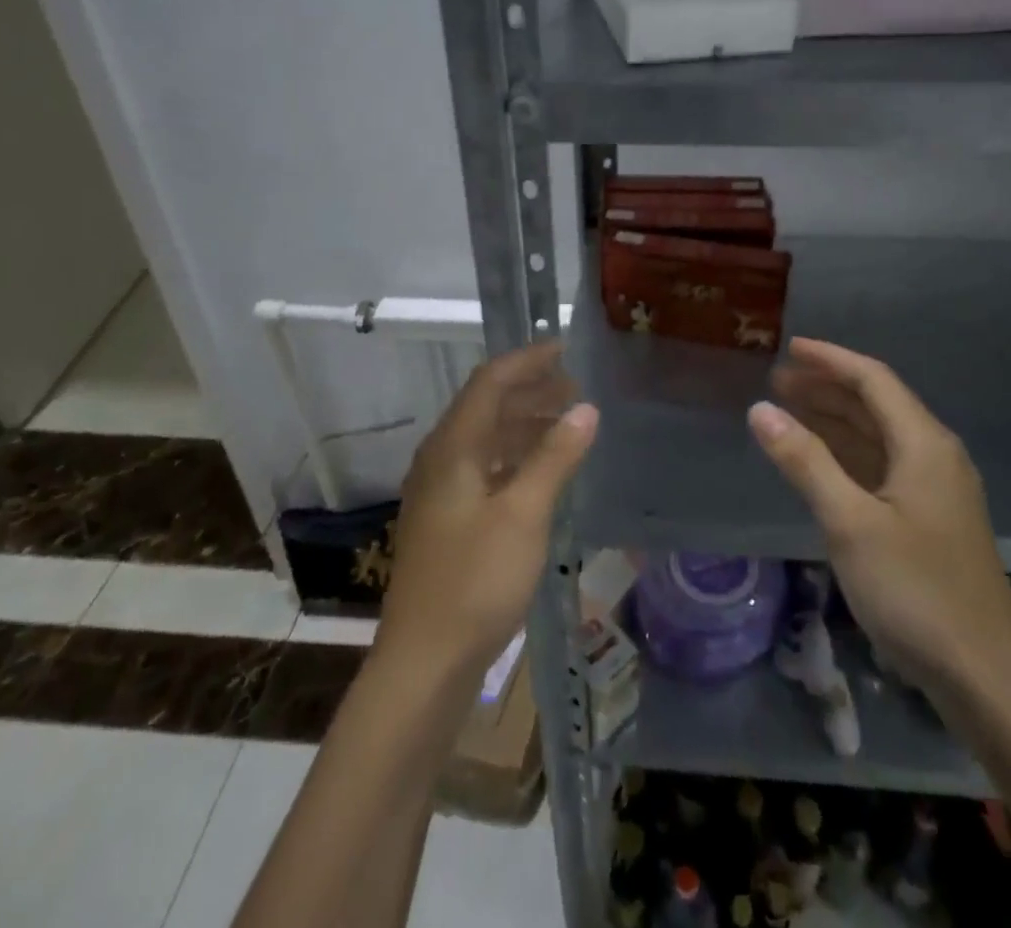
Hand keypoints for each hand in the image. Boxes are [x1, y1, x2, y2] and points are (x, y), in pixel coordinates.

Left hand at [377, 341, 597, 681]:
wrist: (424, 662)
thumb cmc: (475, 580)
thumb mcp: (524, 513)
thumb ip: (555, 457)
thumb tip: (586, 408)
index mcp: (452, 447)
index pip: (491, 381)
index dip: (528, 360)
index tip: (566, 349)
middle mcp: (441, 459)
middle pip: (488, 406)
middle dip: (532, 391)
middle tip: (577, 388)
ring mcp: (441, 491)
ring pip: (487, 438)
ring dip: (526, 424)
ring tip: (569, 423)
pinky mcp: (449, 520)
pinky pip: (486, 468)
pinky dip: (517, 457)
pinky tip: (544, 471)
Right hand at [748, 337, 1010, 692]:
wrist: (986, 676)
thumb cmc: (916, 590)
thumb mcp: (850, 522)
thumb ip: (805, 461)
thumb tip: (760, 409)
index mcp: (922, 444)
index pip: (872, 379)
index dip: (829, 359)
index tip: (788, 348)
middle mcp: (933, 456)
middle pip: (876, 404)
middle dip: (827, 388)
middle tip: (777, 382)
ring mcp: (935, 491)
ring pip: (878, 437)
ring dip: (835, 420)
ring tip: (789, 411)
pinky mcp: (930, 521)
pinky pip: (882, 468)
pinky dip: (847, 455)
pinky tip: (821, 463)